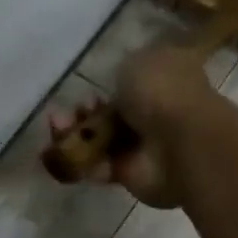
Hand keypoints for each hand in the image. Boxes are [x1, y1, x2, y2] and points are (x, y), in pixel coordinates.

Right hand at [49, 45, 218, 206]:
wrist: (179, 142)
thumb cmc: (163, 92)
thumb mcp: (138, 61)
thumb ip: (124, 72)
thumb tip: (120, 87)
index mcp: (166, 79)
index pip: (134, 81)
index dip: (108, 85)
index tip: (90, 87)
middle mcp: (157, 113)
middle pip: (113, 113)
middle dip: (86, 111)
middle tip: (66, 111)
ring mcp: (145, 146)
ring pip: (103, 140)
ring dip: (77, 134)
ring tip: (57, 126)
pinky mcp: (132, 175)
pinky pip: (101, 167)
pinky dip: (82, 161)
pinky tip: (63, 151)